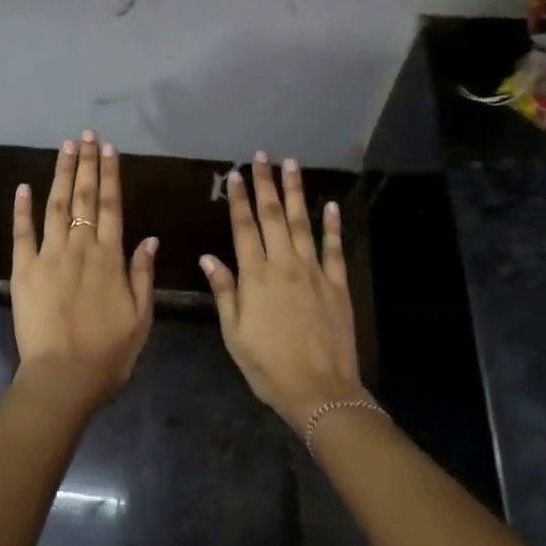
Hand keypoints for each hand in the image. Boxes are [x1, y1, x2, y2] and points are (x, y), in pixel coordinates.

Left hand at [11, 130, 157, 406]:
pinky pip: (22, 233)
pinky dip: (22, 209)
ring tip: (65, 147)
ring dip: (60, 174)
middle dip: (86, 163)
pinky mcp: (23, 270)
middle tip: (87, 135)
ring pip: (55, 205)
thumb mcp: (141, 317)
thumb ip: (143, 274)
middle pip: (84, 197)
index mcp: (110, 257)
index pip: (112, 206)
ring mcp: (49, 256)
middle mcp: (80, 247)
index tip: (109, 150)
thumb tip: (149, 237)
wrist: (63, 377)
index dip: (111, 175)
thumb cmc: (108, 353)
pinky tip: (24, 186)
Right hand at [201, 153, 362, 429]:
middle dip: (266, 184)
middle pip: (273, 216)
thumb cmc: (268, 366)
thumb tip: (208, 257)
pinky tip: (331, 204)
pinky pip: (333, 248)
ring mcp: (314, 272)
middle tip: (263, 156)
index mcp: (255, 276)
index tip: (236, 174)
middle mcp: (284, 265)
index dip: (239, 199)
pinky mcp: (337, 284)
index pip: (244, 227)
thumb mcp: (234, 333)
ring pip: (303, 223)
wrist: (320, 390)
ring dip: (297, 192)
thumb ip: (224, 291)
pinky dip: (332, 225)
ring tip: (292, 164)